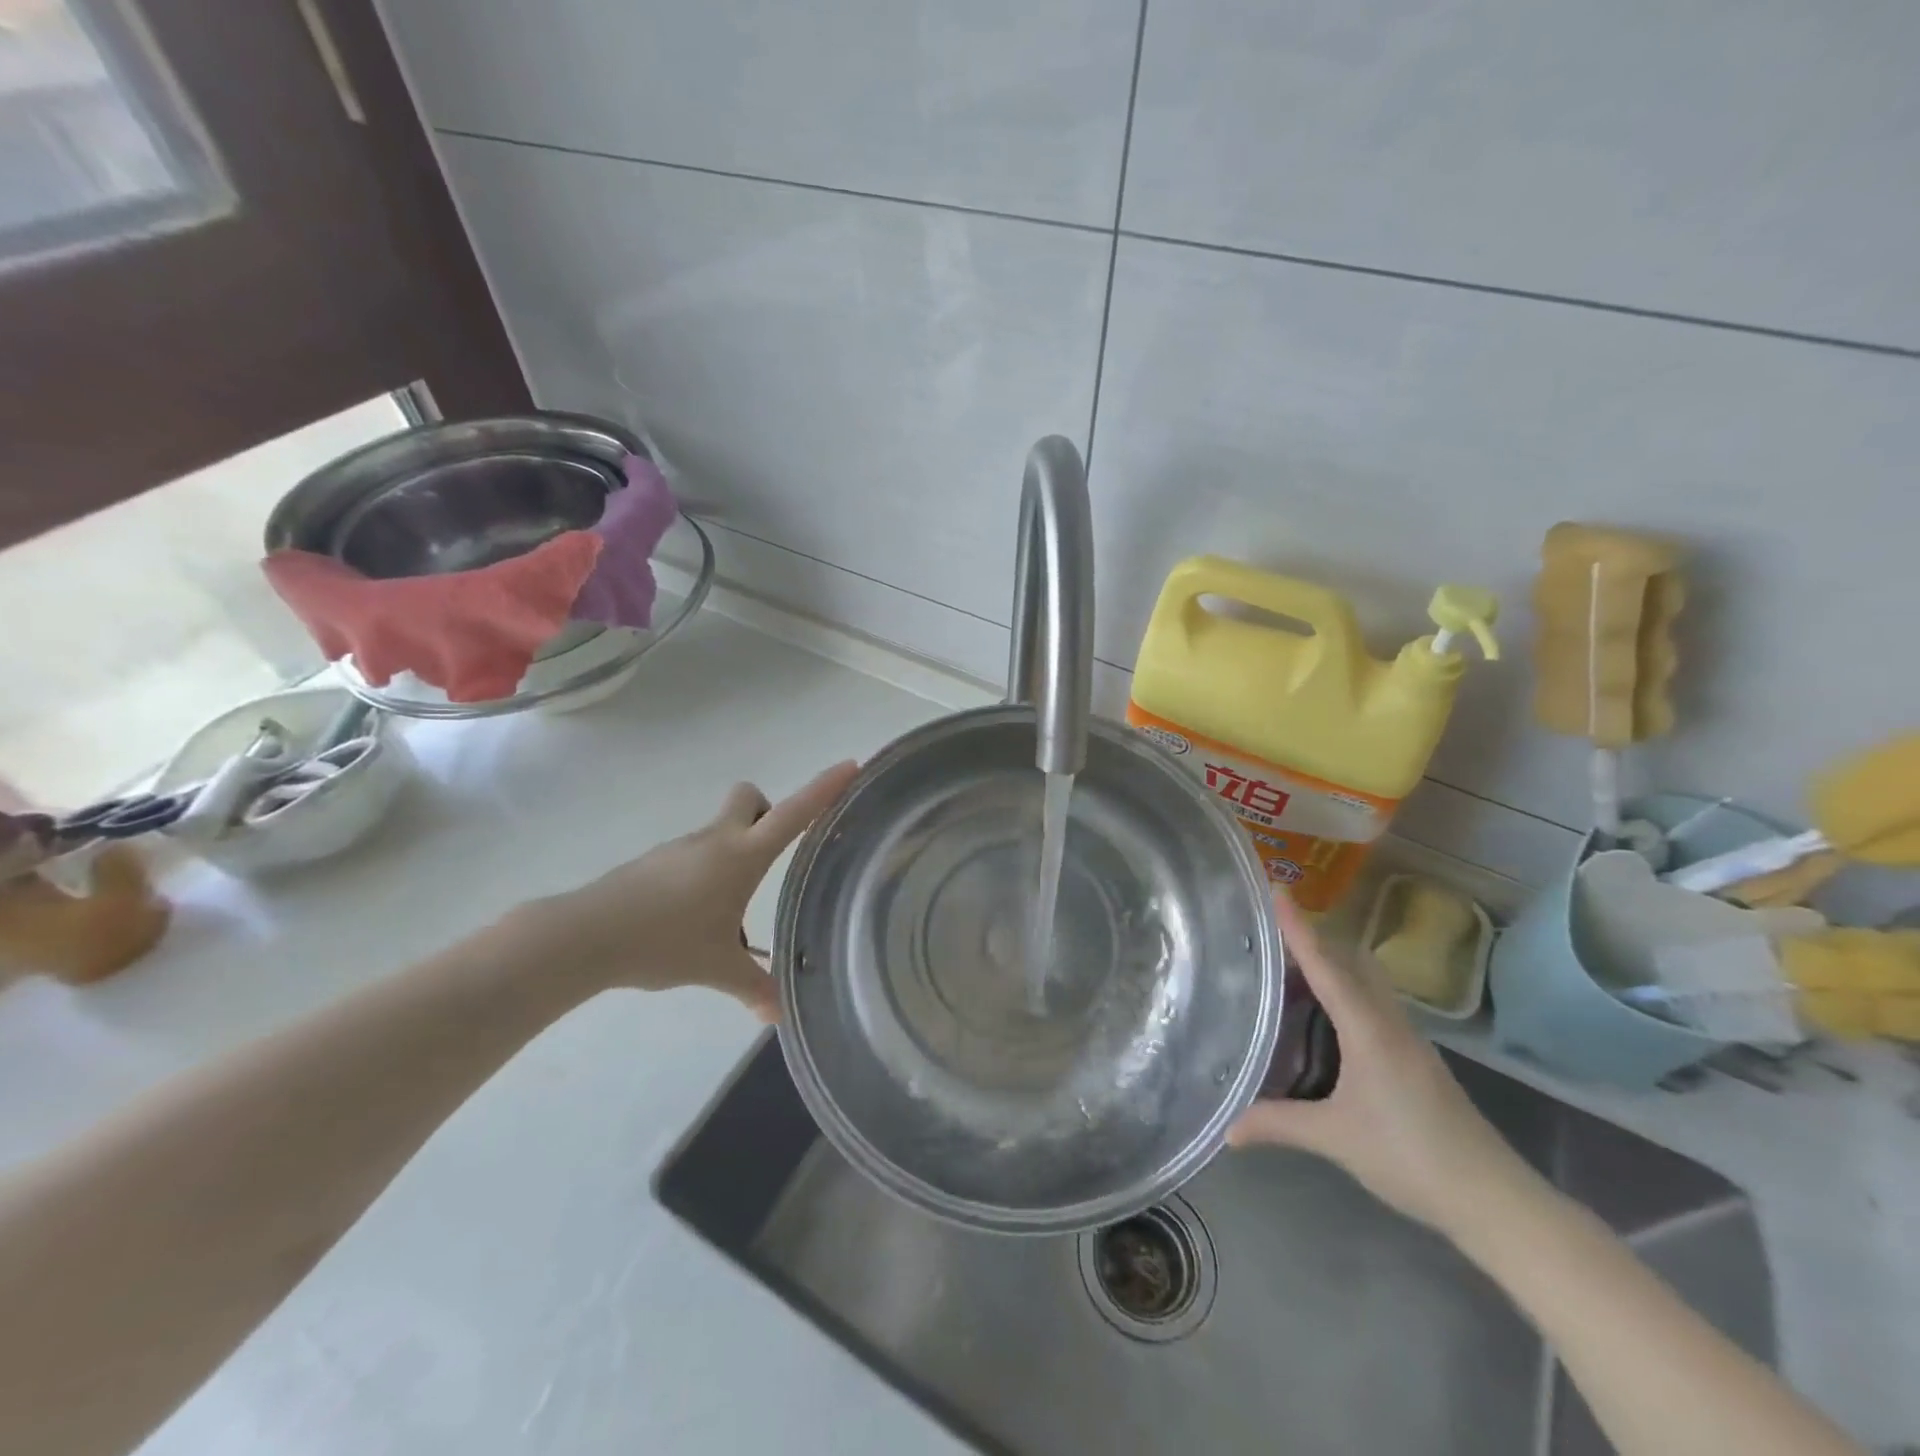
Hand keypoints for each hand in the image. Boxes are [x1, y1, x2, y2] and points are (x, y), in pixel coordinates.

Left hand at [514, 761, 859, 1015]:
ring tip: (731, 914)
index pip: (793, 814)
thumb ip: (753, 987)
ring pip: (721, 830)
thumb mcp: (717, 968)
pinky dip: (707, 876)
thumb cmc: (664, 941)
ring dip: (735, 855)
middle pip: (750, 798)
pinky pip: (696, 855)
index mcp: (742, 856)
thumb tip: (779, 1015)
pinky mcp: (657, 862)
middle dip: (767, 813)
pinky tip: (696, 920)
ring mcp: (682, 848)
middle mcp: (716, 840)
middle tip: (772, 855)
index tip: (850, 766)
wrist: (586, 936)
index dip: (824, 788)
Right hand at [1229, 891, 1541, 1237]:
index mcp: (1367, 1028)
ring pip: (1364, 980)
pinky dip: (1343, 990)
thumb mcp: (1334, 1138)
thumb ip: (1278, 1124)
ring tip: (1287, 965)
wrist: (1493, 1198)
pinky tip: (1324, 1013)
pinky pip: (1372, 1002)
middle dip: (1312, 937)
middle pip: (1349, 960)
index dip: (1298, 927)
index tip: (1277, 889)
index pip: (1325, 965)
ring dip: (1330, 963)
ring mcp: (1406, 1038)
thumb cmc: (1410, 1156)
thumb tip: (1227, 1129)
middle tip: (1269, 928)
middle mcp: (1388, 1021)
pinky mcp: (1413, 1056)